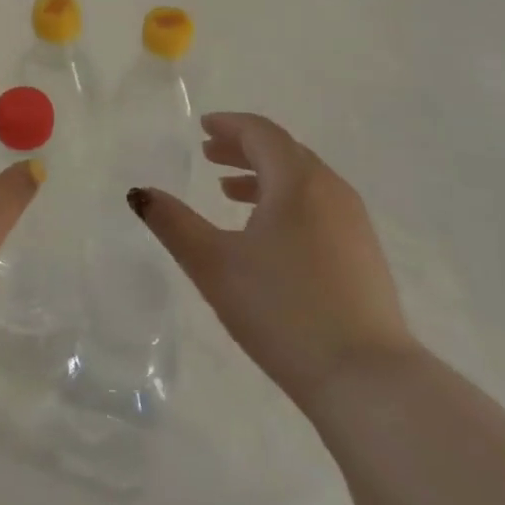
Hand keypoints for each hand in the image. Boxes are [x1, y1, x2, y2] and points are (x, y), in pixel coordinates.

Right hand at [129, 113, 414, 408]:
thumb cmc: (281, 310)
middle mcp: (331, 189)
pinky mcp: (364, 252)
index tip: (204, 127)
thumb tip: (140, 193)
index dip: (230, 125)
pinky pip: (319, 205)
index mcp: (297, 181)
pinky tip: (269, 234)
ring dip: (265, 176)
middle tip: (209, 155)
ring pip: (304, 180)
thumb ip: (174, 224)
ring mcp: (354, 221)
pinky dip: (287, 201)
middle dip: (243, 149)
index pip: (261, 133)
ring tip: (230, 192)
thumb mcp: (214, 265)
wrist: (365, 378)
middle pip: (284, 152)